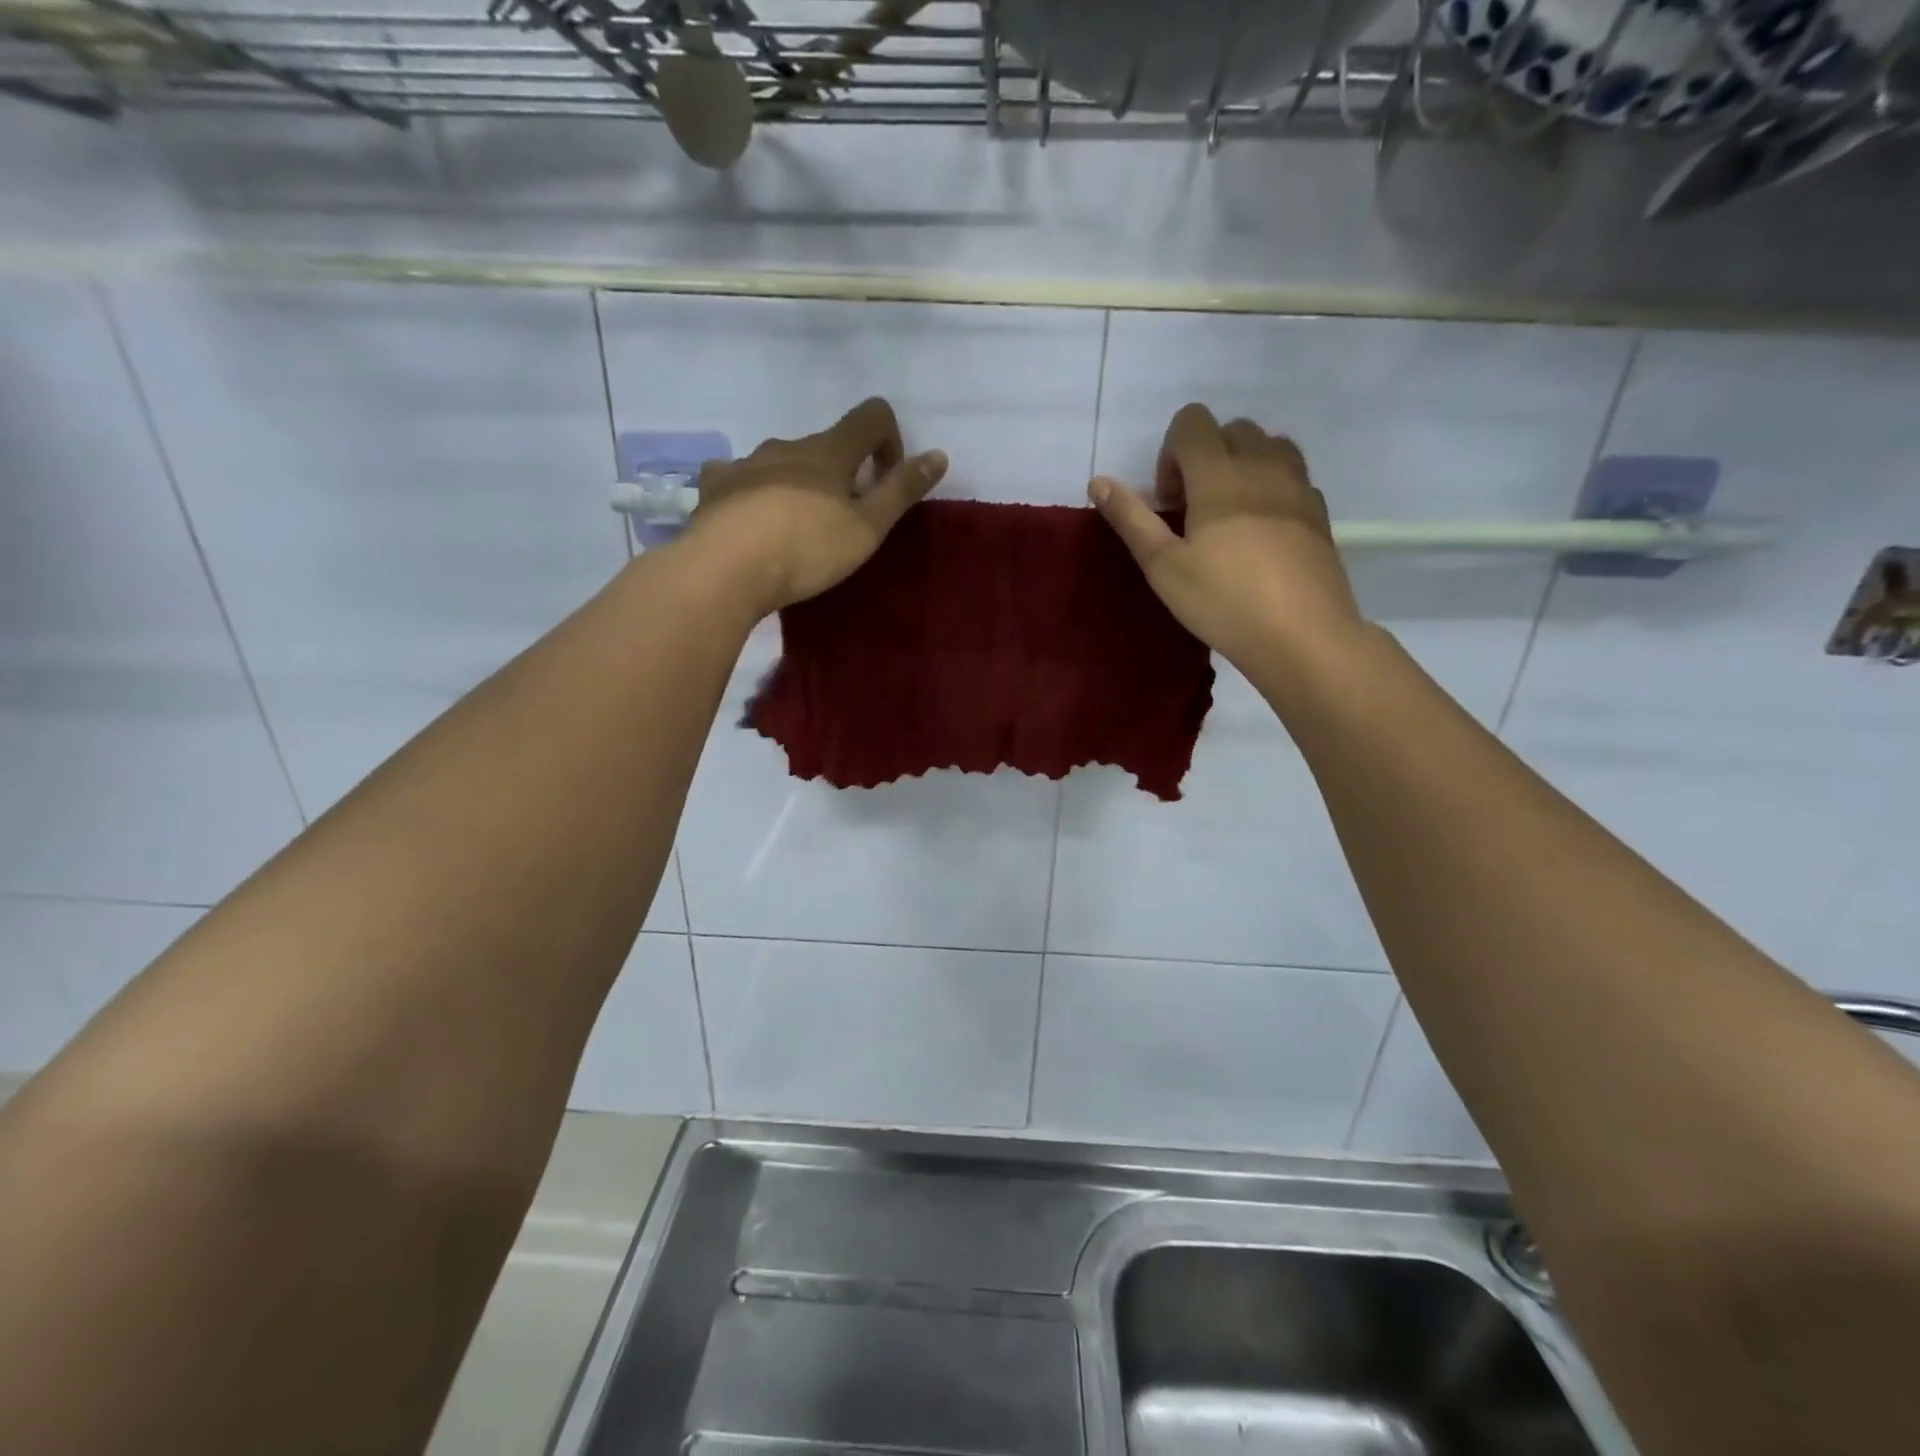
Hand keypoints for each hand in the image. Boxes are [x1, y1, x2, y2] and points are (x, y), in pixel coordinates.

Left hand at [685, 397, 947, 613]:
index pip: (871, 417)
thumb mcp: (866, 529)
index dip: (889, 441)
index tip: (884, 481)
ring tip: (795, 530)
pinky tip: (750, 520)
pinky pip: (739, 477)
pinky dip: (752, 491)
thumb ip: (902, 491)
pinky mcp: (716, 486)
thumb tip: (938, 454)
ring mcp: (747, 462)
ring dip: (798, 484)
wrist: (725, 569)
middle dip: (842, 474)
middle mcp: (787, 446)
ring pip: (783, 461)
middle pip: (826, 445)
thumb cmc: (806, 550)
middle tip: (841, 522)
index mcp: (829, 452)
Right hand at [1089, 403, 1362, 669]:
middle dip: (1205, 457)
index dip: (1170, 454)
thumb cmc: (1223, 602)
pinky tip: (1261, 535)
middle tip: (1193, 512)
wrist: (1302, 636)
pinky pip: (1292, 476)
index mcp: (1219, 474)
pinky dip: (1271, 487)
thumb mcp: (1163, 566)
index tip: (1169, 502)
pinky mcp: (1319, 511)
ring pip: (1268, 445)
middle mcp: (1263, 465)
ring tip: (1228, 516)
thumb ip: (1131, 519)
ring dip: (1242, 465)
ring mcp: (1298, 486)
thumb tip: (1098, 481)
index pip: (1192, 421)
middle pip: (1231, 429)